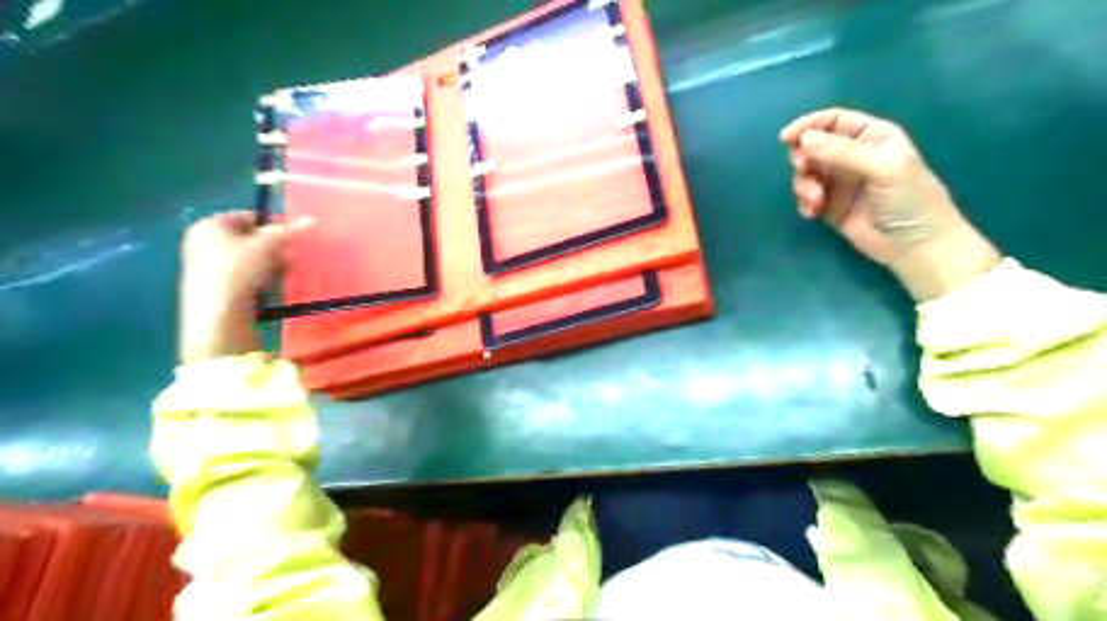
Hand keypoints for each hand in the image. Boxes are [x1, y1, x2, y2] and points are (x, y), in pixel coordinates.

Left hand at [179, 211, 309, 362]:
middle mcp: (202, 241)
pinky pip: (242, 275)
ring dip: (269, 263)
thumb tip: (310, 219)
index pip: (248, 217)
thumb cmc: (239, 270)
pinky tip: (271, 287)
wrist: (218, 314)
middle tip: (292, 255)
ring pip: (247, 258)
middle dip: (273, 247)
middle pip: (247, 238)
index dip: (273, 224)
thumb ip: (287, 232)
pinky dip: (258, 278)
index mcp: (209, 224)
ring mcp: (205, 265)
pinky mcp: (213, 287)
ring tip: (285, 273)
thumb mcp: (268, 247)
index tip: (293, 236)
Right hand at [778, 110, 1003, 303]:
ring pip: (807, 172)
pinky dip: (804, 202)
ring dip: (804, 184)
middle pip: (814, 146)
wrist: (915, 246)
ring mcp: (840, 182)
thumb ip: (843, 152)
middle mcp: (853, 155)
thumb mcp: (882, 169)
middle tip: (804, 170)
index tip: (786, 138)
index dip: (808, 125)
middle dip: (804, 158)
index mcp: (872, 137)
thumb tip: (804, 139)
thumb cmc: (909, 200)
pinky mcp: (830, 206)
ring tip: (815, 201)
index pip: (834, 121)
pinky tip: (813, 213)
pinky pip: (806, 197)